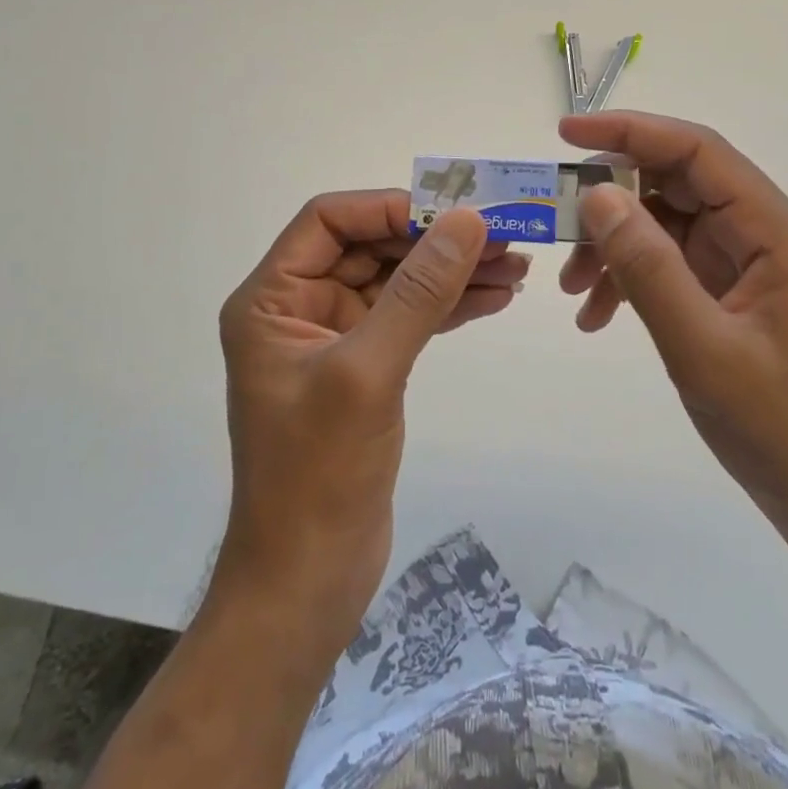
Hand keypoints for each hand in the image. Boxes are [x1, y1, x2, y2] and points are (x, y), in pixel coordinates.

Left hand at [216, 191, 526, 643]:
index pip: (329, 220)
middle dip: (433, 240)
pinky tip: (494, 298)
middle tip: (503, 237)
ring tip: (515, 266)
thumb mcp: (368, 373)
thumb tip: (467, 221)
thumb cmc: (319, 475)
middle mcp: (298, 308)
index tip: (454, 212)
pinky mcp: (363, 369)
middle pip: (369, 247)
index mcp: (271, 299)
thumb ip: (418, 292)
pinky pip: (408, 318)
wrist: (308, 580)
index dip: (390, 208)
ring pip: (396, 282)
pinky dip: (448, 306)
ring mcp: (333, 338)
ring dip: (450, 271)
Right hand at [558, 111, 787, 542]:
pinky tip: (596, 315)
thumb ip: (648, 267)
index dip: (631, 132)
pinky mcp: (728, 292)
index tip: (567, 134)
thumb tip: (597, 196)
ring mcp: (744, 263)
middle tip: (557, 220)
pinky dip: (629, 278)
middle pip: (677, 183)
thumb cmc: (777, 423)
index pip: (698, 151)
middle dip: (612, 198)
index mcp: (775, 231)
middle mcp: (762, 234)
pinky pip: (668, 263)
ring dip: (614, 246)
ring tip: (573, 288)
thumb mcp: (702, 346)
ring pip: (665, 223)